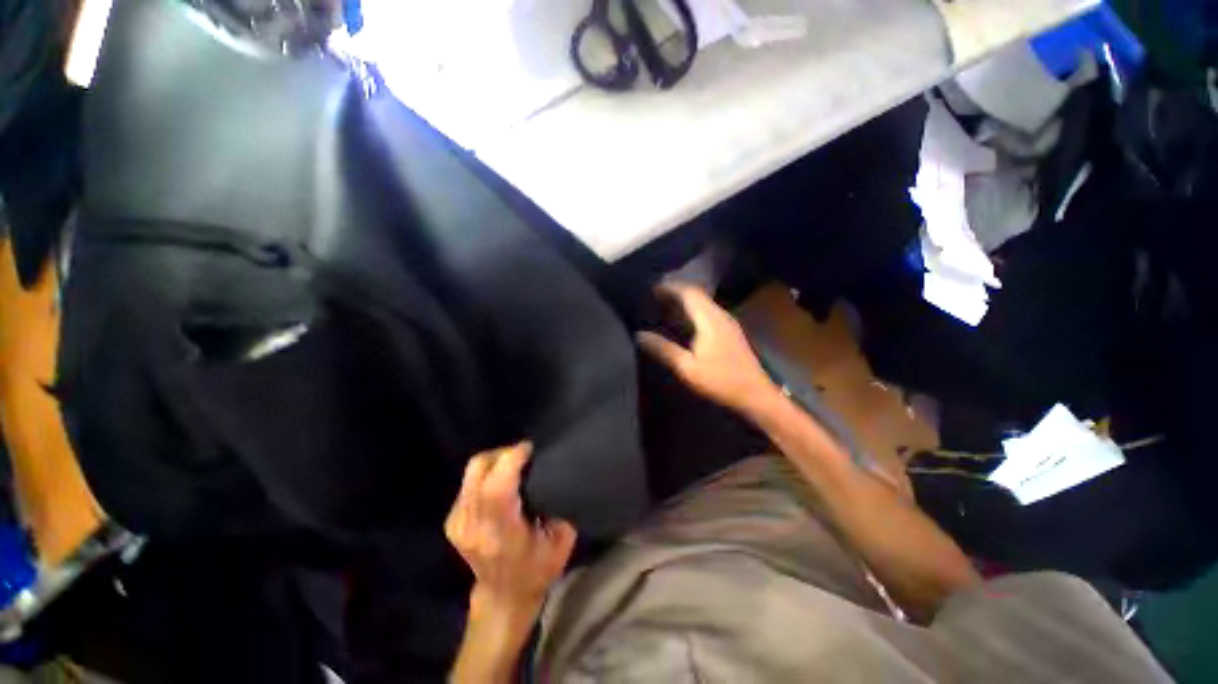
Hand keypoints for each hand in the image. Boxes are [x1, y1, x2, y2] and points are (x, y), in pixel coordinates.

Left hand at [445, 442, 577, 614]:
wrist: (503, 598)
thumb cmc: (537, 570)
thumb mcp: (562, 541)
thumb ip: (559, 506)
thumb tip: (555, 473)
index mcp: (501, 534)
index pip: (496, 487)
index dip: (511, 459)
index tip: (529, 448)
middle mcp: (473, 526)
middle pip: (478, 470)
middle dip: (502, 453)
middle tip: (523, 454)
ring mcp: (458, 523)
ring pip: (471, 472)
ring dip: (495, 461)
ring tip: (515, 465)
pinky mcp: (452, 521)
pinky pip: (468, 482)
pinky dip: (486, 473)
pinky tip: (501, 480)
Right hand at [637, 282, 778, 414]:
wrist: (755, 394)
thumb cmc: (720, 380)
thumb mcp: (687, 368)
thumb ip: (664, 349)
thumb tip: (639, 335)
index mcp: (710, 319)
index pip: (689, 292)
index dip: (669, 287)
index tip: (651, 288)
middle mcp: (720, 314)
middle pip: (696, 294)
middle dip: (675, 291)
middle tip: (653, 296)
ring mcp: (727, 322)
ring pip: (703, 302)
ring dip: (684, 300)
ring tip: (663, 305)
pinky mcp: (730, 331)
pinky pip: (707, 311)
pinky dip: (692, 310)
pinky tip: (683, 321)